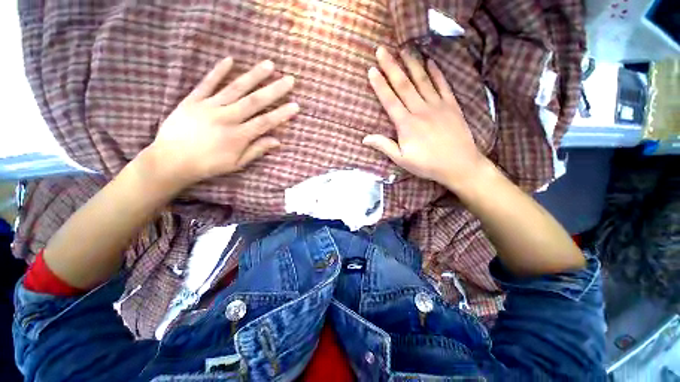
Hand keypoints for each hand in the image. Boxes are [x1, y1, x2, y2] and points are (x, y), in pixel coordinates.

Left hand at [147, 57, 298, 187]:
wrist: (171, 160)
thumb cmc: (208, 165)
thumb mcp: (237, 163)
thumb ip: (257, 150)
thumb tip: (277, 141)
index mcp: (239, 136)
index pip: (266, 122)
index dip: (282, 114)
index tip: (295, 105)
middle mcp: (227, 118)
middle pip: (255, 101)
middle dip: (274, 90)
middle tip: (289, 80)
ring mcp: (209, 106)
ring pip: (235, 88)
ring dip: (254, 76)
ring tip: (269, 65)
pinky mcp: (193, 100)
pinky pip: (207, 83)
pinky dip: (218, 71)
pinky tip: (230, 60)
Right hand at [363, 47, 486, 188]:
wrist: (459, 165)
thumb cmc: (427, 164)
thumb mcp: (401, 159)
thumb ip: (384, 146)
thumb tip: (364, 138)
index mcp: (406, 124)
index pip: (390, 100)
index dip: (380, 84)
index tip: (372, 70)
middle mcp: (420, 110)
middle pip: (403, 85)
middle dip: (391, 66)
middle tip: (382, 50)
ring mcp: (437, 105)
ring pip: (422, 80)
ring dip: (412, 63)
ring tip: (404, 48)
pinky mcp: (451, 105)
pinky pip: (442, 85)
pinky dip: (436, 72)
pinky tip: (430, 61)